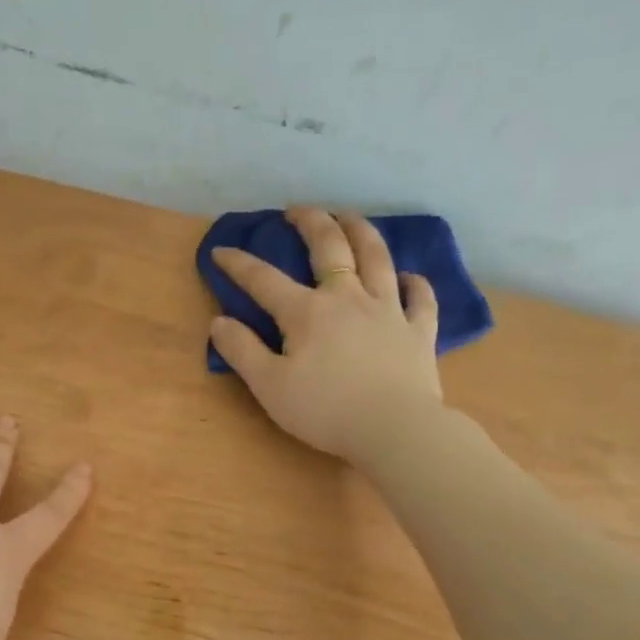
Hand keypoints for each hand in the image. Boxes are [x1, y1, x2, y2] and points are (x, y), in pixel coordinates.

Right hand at [210, 207, 443, 461]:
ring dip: (361, 232)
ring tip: (350, 217)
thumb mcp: (269, 386)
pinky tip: (410, 276)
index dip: (239, 264)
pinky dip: (415, 283)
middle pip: (329, 248)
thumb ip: (242, 351)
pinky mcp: (419, 331)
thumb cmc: (325, 410)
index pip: (264, 280)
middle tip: (297, 210)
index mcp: (306, 312)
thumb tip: (219, 322)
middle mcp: (347, 298)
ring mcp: (388, 310)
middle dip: (310, 222)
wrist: (395, 429)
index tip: (220, 251)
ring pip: (376, 258)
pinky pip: (420, 298)